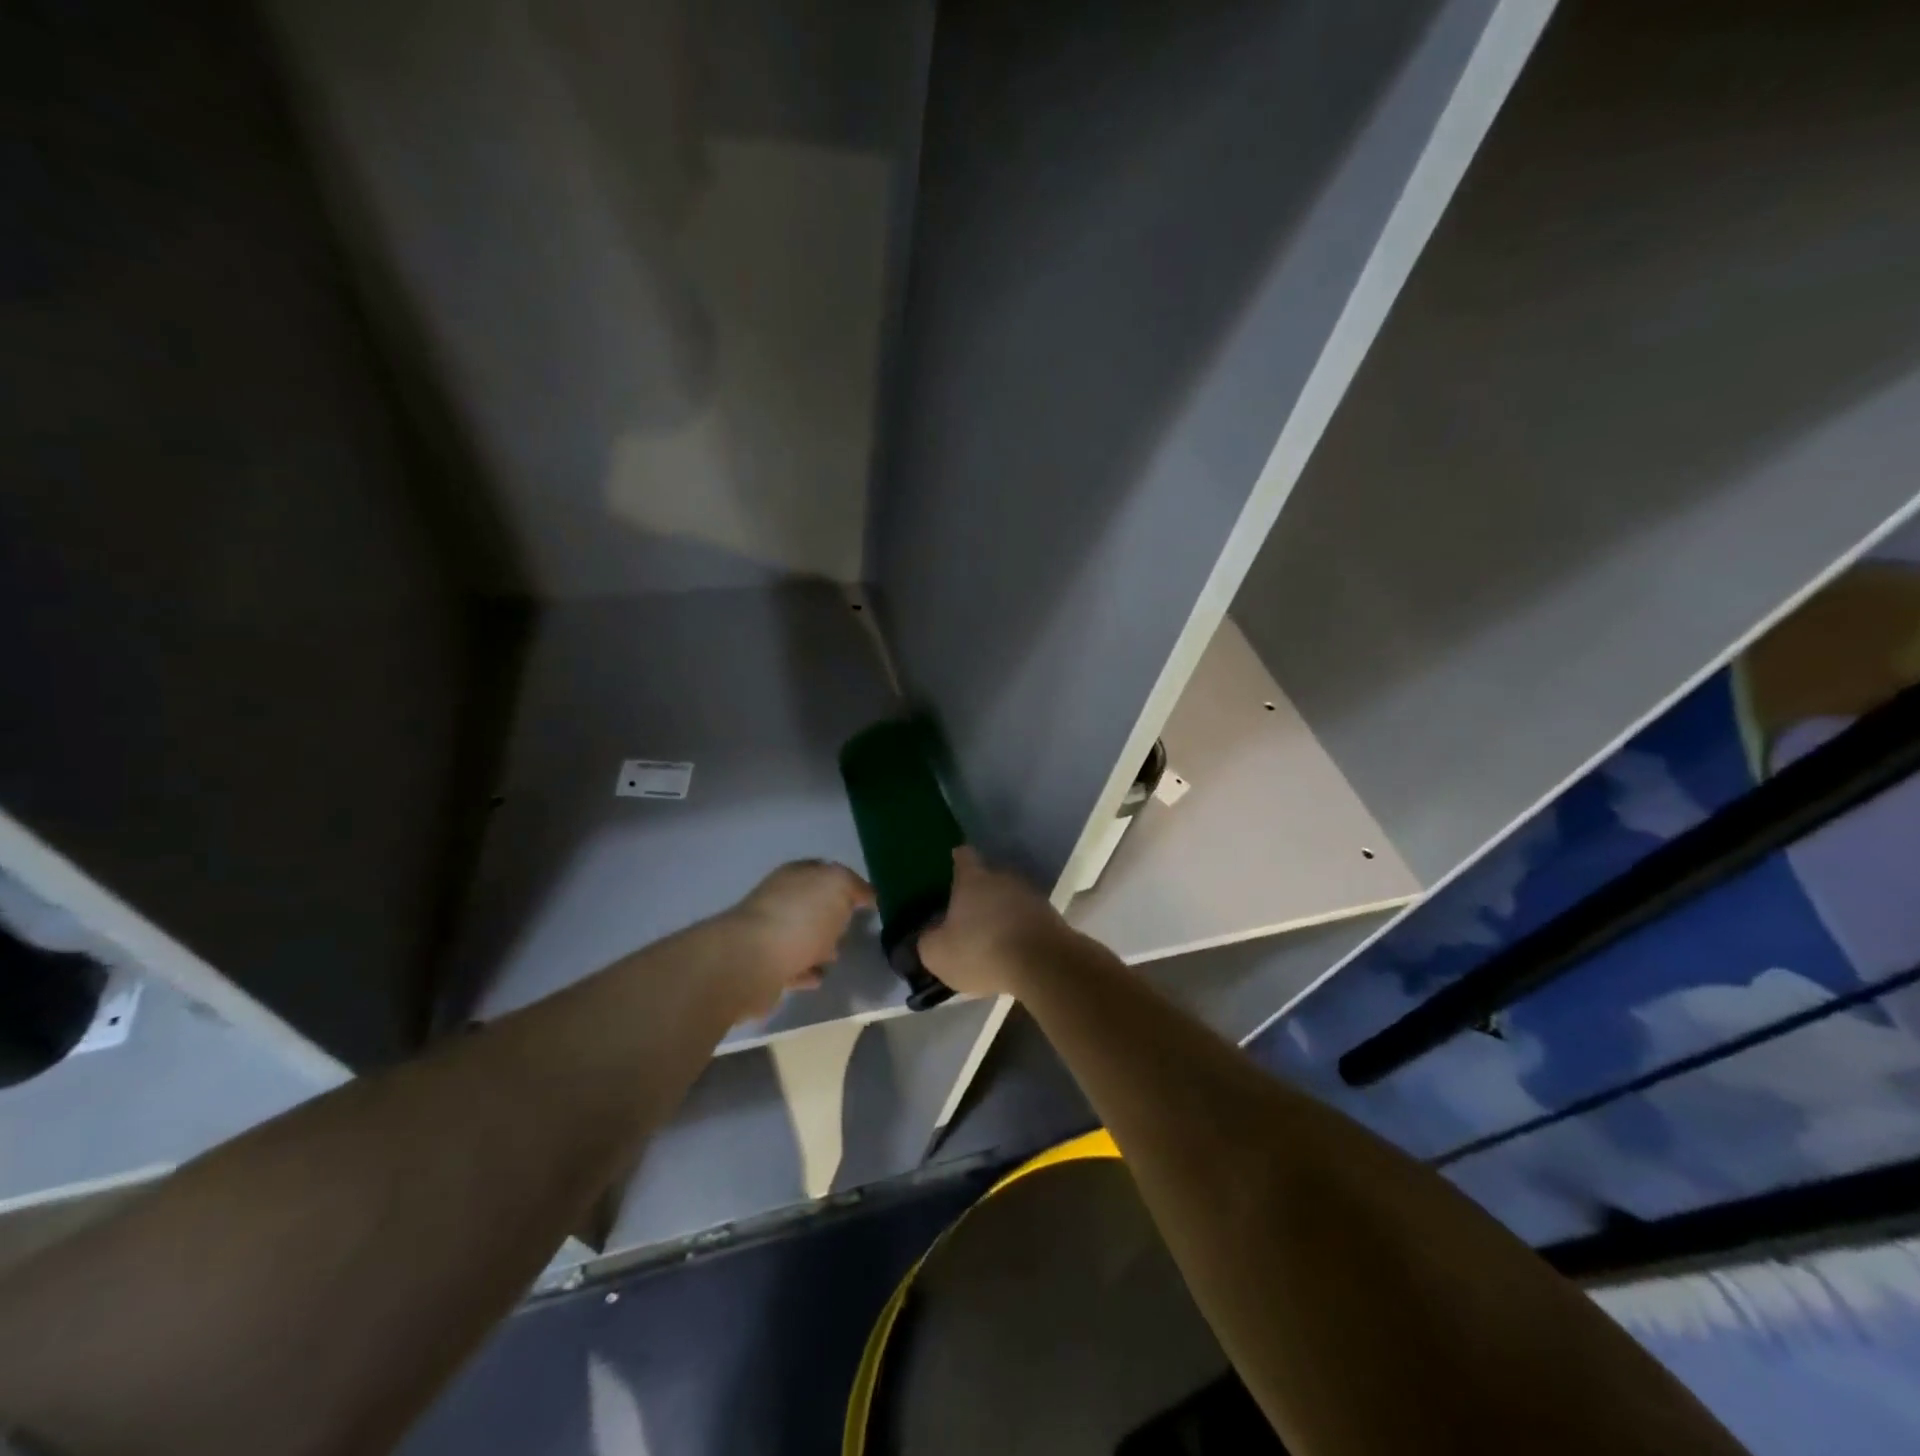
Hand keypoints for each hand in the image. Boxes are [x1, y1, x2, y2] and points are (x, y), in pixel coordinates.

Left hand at [723, 860, 874, 1016]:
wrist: (750, 962)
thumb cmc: (799, 917)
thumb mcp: (837, 886)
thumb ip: (854, 886)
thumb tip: (866, 894)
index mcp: (796, 875)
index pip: (824, 871)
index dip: (846, 883)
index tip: (867, 901)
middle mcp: (780, 900)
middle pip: (812, 904)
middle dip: (832, 915)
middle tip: (852, 928)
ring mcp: (769, 934)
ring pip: (802, 936)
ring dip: (819, 945)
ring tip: (837, 956)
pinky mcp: (764, 967)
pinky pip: (793, 967)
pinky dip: (806, 971)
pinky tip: (819, 977)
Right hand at [919, 847, 1077, 998]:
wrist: (1043, 964)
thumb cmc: (982, 951)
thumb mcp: (938, 954)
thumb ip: (928, 940)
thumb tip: (930, 934)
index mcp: (973, 879)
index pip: (963, 856)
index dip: (956, 860)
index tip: (951, 865)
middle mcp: (1003, 877)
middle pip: (988, 878)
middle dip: (978, 894)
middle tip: (966, 915)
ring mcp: (1030, 894)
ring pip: (1010, 898)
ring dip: (1001, 912)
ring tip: (991, 936)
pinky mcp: (1051, 915)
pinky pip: (1027, 917)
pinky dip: (1019, 929)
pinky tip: (1013, 949)